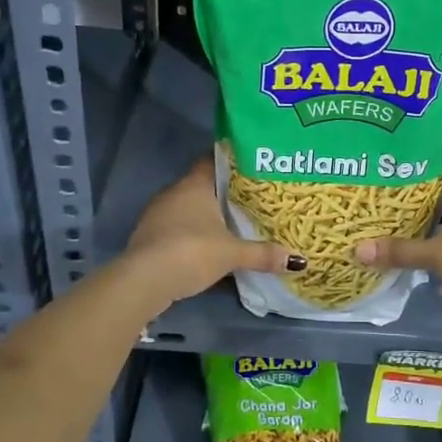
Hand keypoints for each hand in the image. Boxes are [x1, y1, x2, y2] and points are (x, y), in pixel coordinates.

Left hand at [123, 159, 300, 304]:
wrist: (143, 280)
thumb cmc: (191, 252)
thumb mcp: (232, 254)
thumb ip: (262, 254)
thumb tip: (298, 260)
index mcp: (194, 184)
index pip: (213, 160)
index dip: (232, 162)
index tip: (252, 166)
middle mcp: (173, 192)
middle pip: (202, 185)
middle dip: (223, 192)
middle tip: (250, 198)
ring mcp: (157, 214)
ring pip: (188, 207)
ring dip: (206, 215)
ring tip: (232, 222)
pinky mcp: (148, 236)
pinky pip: (176, 226)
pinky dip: (191, 232)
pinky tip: (207, 245)